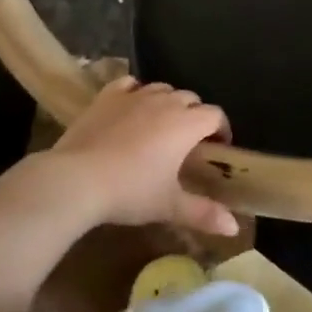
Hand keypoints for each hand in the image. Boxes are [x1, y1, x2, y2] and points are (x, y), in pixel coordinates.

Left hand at [43, 77, 237, 236]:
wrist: (77, 178)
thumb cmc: (130, 191)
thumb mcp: (169, 206)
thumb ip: (204, 213)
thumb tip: (234, 228)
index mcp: (186, 124)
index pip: (215, 115)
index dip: (221, 129)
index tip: (218, 147)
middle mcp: (165, 102)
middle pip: (190, 98)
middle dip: (195, 115)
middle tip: (189, 141)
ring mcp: (134, 96)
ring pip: (162, 88)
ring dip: (168, 102)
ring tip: (161, 124)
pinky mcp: (107, 96)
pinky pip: (129, 84)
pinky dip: (136, 92)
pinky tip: (132, 105)